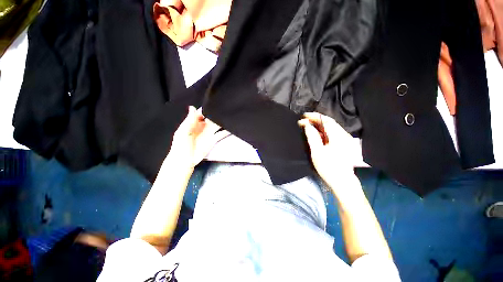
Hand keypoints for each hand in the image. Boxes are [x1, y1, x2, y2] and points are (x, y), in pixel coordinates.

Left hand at [167, 106, 229, 168]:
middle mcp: (202, 126)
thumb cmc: (181, 146)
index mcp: (193, 123)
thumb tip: (192, 107)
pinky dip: (226, 131)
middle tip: (226, 107)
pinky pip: (221, 134)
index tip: (215, 102)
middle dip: (216, 113)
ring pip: (217, 125)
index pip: (201, 112)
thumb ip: (189, 120)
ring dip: (223, 121)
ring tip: (231, 116)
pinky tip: (232, 128)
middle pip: (211, 117)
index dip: (207, 108)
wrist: (185, 161)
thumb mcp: (183, 132)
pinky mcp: (213, 140)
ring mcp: (208, 133)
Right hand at [298, 112, 361, 183]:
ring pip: (329, 128)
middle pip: (329, 122)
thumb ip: (312, 137)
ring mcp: (343, 140)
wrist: (341, 181)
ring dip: (318, 125)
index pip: (326, 121)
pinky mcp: (341, 144)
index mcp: (338, 136)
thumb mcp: (317, 152)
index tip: (304, 116)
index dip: (315, 116)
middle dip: (315, 119)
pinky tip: (315, 132)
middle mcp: (342, 135)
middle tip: (303, 120)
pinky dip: (322, 131)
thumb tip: (307, 125)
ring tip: (307, 124)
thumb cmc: (328, 167)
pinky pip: (330, 133)